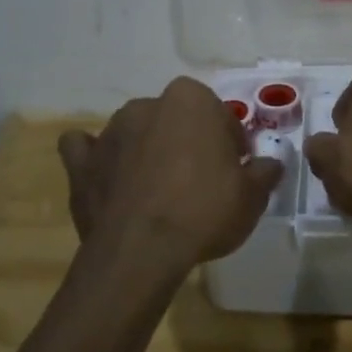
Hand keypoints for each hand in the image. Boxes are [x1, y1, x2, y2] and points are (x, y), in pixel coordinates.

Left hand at [58, 78, 284, 276]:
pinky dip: (95, 158)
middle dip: (187, 142)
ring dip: (147, 150)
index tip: (235, 170)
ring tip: (158, 190)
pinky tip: (107, 175)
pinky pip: (85, 150)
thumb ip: (264, 172)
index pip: (219, 115)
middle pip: (175, 120)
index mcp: (190, 100)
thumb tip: (271, 164)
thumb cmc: (205, 211)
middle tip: (200, 180)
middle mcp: (147, 105)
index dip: (230, 143)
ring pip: (135, 132)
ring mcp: (109, 132)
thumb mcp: (252, 196)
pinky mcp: (81, 163)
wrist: (142, 251)